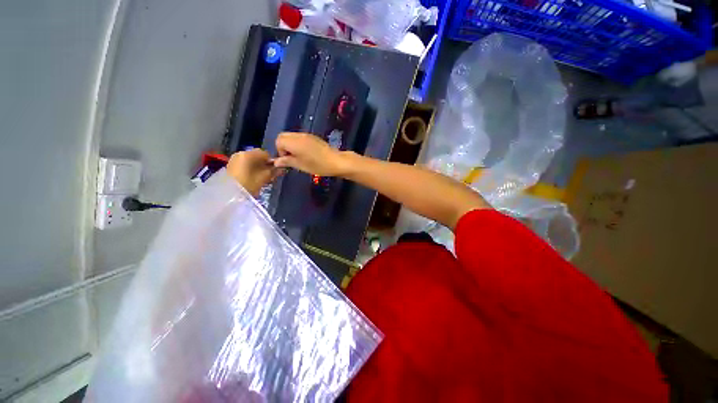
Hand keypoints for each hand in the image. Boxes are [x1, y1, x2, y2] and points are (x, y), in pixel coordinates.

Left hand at [227, 149, 281, 195]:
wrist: (230, 194)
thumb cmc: (248, 184)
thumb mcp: (264, 178)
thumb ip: (274, 171)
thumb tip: (282, 168)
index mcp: (248, 154)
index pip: (265, 153)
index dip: (272, 161)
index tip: (276, 170)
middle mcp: (240, 153)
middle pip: (258, 156)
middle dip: (265, 164)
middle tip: (271, 174)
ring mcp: (234, 159)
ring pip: (251, 160)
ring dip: (259, 167)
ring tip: (263, 177)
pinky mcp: (231, 166)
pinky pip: (245, 164)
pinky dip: (251, 169)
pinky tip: (254, 177)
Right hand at [274, 132, 349, 175]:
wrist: (336, 161)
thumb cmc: (318, 165)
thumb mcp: (301, 165)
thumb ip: (287, 161)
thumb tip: (276, 161)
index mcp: (294, 142)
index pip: (278, 141)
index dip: (280, 151)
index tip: (287, 160)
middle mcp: (299, 135)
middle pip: (283, 136)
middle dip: (283, 146)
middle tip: (291, 158)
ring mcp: (307, 135)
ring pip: (291, 136)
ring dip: (291, 145)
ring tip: (299, 157)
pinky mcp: (313, 137)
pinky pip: (300, 138)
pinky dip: (298, 144)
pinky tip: (306, 154)